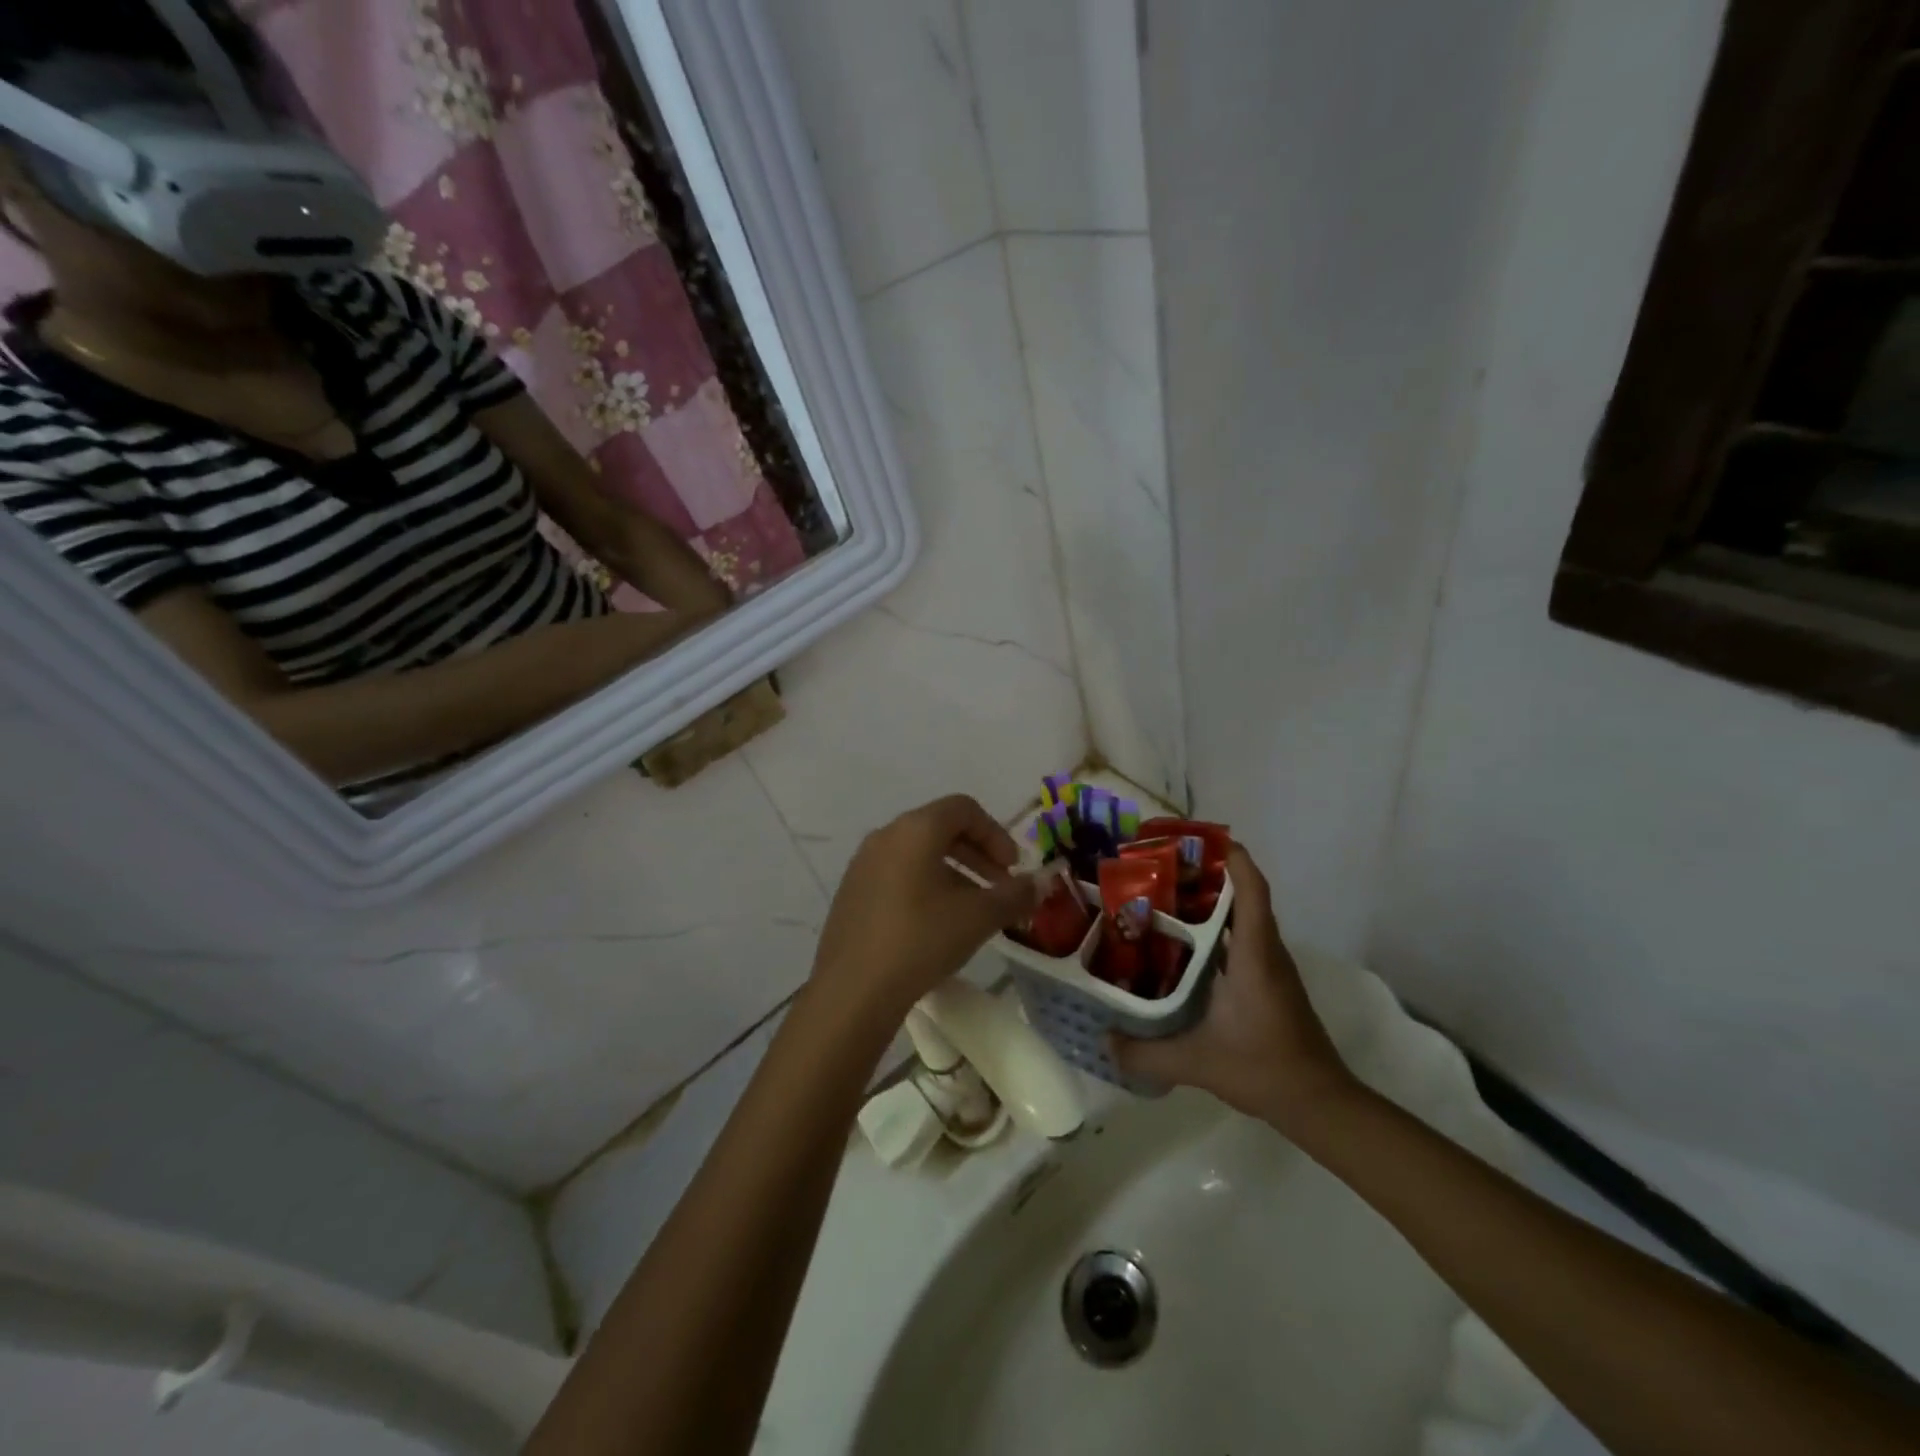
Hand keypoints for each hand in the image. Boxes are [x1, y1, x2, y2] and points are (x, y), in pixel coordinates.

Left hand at [809, 795, 1041, 1022]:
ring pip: (918, 854)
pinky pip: (898, 874)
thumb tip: (1040, 884)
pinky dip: (925, 886)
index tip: (1013, 869)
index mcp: (915, 829)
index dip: (996, 834)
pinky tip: (936, 925)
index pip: (964, 809)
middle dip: (978, 854)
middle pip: (940, 828)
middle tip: (1000, 887)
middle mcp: (885, 836)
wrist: (852, 991)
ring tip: (973, 911)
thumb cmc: (920, 940)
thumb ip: (1014, 895)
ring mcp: (863, 864)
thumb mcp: (978, 918)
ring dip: (954, 873)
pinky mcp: (852, 892)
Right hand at [1112, 845, 1356, 1129]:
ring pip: (1241, 917)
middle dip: (1206, 874)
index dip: (1231, 857)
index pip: (1251, 889)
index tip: (1196, 838)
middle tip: (1160, 868)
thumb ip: (1146, 1053)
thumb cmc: (1264, 1068)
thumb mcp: (1197, 1062)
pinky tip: (1182, 946)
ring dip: (1210, 901)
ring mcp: (1269, 968)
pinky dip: (1215, 930)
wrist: (1319, 1103)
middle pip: (1242, 895)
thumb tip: (1102, 1040)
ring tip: (1163, 898)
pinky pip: (1240, 940)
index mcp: (1253, 955)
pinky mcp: (1268, 983)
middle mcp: (1265, 951)